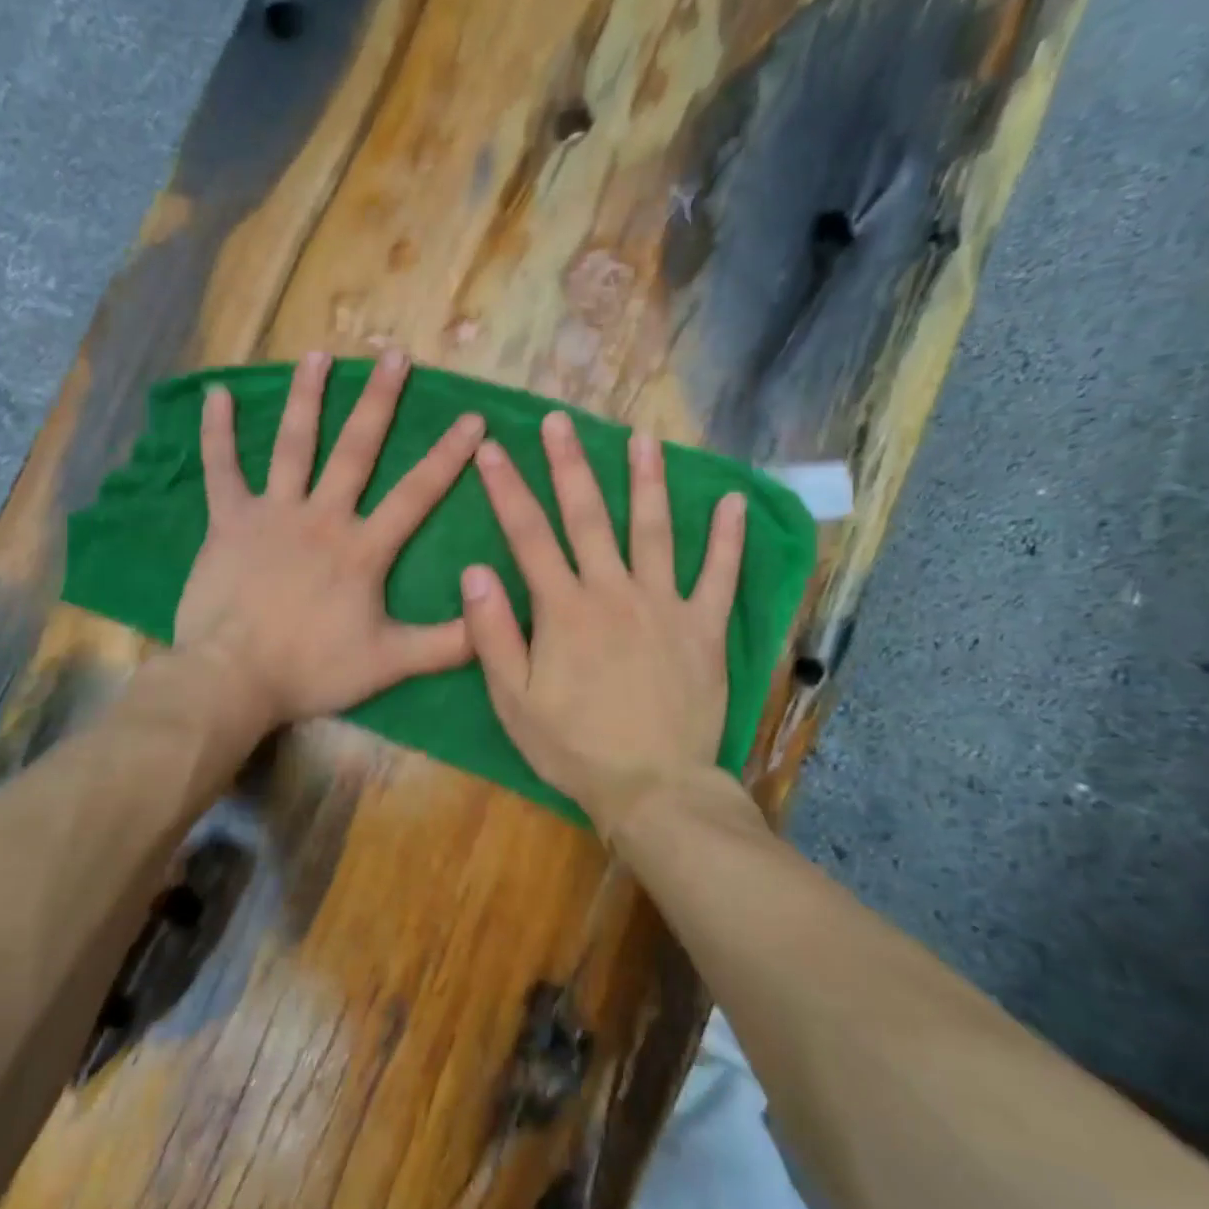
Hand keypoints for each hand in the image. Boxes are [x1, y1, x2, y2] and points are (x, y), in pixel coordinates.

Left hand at [174, 349, 484, 734]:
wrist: (233, 678)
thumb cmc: (311, 668)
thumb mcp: (389, 663)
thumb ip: (447, 644)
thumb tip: (495, 620)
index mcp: (362, 548)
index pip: (415, 493)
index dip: (447, 456)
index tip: (473, 418)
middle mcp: (322, 516)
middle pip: (356, 449)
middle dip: (379, 401)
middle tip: (394, 355)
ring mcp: (272, 513)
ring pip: (293, 445)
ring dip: (307, 397)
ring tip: (319, 355)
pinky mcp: (229, 521)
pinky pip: (222, 469)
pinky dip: (217, 432)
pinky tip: (217, 393)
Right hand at [460, 412, 746, 830]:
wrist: (652, 788)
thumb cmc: (574, 747)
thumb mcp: (513, 700)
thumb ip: (491, 634)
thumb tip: (474, 570)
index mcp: (563, 609)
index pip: (528, 536)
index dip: (506, 489)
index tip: (491, 448)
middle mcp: (613, 592)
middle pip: (588, 517)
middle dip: (570, 465)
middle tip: (560, 420)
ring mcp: (665, 605)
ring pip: (654, 531)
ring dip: (647, 481)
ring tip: (644, 438)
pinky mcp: (704, 628)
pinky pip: (720, 576)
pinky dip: (728, 539)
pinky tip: (733, 502)